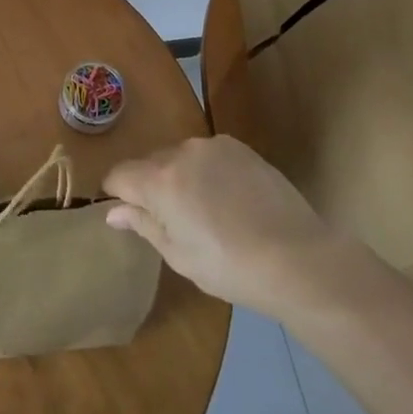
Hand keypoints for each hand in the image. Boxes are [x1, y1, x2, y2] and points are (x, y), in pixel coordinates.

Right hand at [103, 137, 342, 314]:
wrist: (298, 259)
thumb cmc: (231, 267)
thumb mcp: (179, 255)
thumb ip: (143, 225)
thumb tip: (113, 211)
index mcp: (159, 180)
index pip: (118, 175)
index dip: (117, 195)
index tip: (130, 216)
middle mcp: (181, 152)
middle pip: (149, 164)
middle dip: (151, 187)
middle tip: (174, 222)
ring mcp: (213, 146)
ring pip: (180, 157)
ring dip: (181, 177)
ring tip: (207, 212)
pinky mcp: (240, 147)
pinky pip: (208, 155)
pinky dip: (208, 172)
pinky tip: (230, 200)